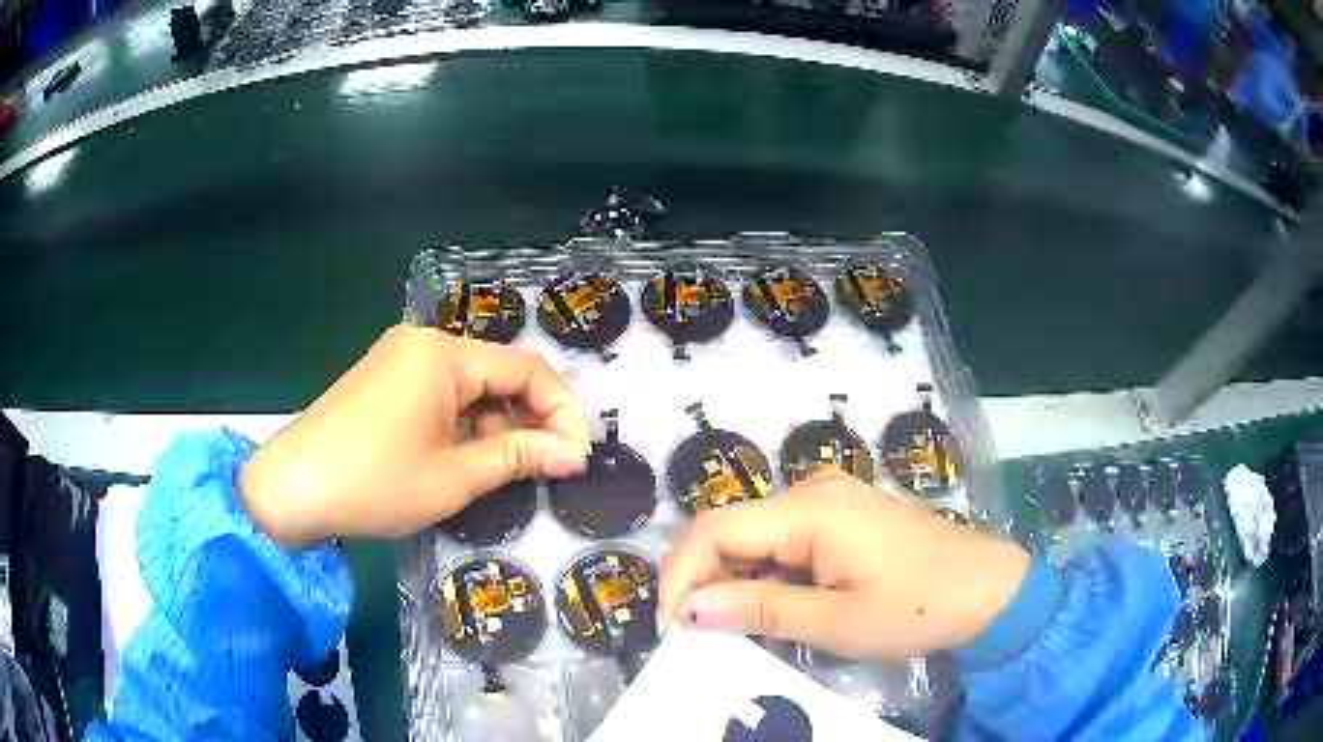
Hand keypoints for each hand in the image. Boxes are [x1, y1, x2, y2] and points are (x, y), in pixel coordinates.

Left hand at [239, 324, 590, 548]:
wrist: (292, 489)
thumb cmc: (375, 482)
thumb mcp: (454, 477)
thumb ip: (519, 458)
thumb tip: (575, 455)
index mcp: (443, 354)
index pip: (527, 370)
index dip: (562, 412)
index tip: (578, 457)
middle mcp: (424, 343)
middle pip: (498, 373)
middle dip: (530, 419)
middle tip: (551, 467)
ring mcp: (400, 359)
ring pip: (470, 386)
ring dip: (498, 424)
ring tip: (512, 469)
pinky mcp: (385, 379)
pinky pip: (441, 393)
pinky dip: (465, 423)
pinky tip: (469, 456)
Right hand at [658, 469, 1029, 662]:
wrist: (987, 590)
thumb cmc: (917, 607)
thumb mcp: (835, 620)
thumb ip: (757, 610)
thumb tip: (686, 610)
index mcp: (810, 509)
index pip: (715, 530)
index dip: (680, 576)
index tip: (670, 628)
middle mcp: (813, 490)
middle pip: (732, 530)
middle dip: (706, 582)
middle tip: (700, 636)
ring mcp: (831, 499)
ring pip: (756, 537)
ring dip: (737, 581)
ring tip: (737, 629)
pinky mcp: (843, 516)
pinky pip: (785, 541)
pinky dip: (768, 575)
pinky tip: (776, 607)